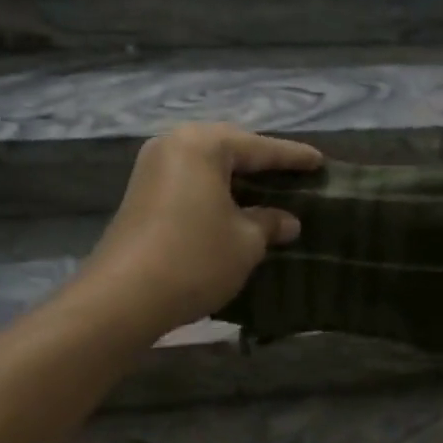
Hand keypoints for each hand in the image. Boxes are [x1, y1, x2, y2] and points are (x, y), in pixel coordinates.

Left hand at [78, 123, 323, 336]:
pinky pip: (190, 180)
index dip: (293, 157)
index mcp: (203, 144)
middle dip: (262, 163)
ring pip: (208, 165)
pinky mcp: (141, 193)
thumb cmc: (194, 258)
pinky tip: (234, 207)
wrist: (122, 298)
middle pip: (230, 148)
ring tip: (268, 190)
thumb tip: (288, 221)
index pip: (260, 147)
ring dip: (237, 178)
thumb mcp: (245, 242)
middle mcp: (174, 144)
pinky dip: (215, 190)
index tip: (320, 162)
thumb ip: (270, 223)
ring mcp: (152, 168)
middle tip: (294, 174)